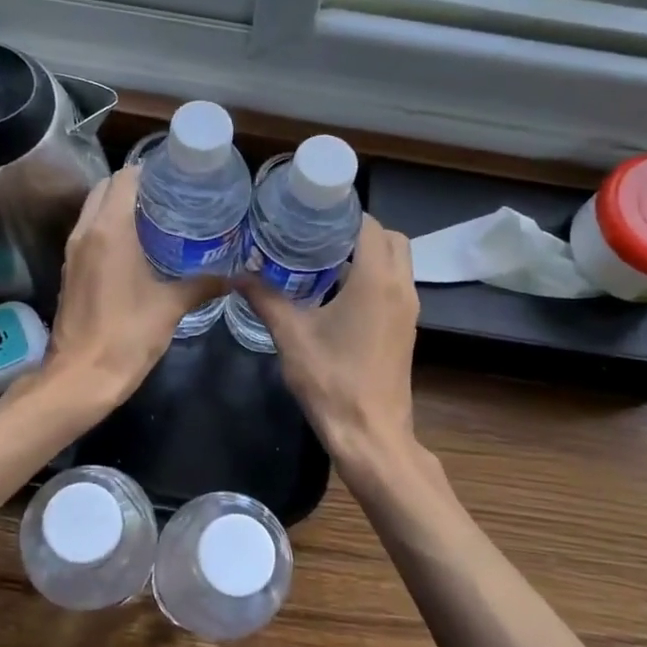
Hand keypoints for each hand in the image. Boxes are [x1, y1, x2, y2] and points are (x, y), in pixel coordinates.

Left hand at [41, 165, 224, 410]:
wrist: (80, 377)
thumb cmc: (126, 336)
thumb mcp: (171, 307)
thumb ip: (203, 285)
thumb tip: (236, 276)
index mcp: (109, 231)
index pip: (125, 179)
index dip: (150, 171)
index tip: (177, 176)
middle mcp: (86, 232)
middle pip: (105, 188)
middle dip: (134, 185)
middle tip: (171, 195)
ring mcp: (73, 252)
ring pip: (93, 210)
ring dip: (119, 206)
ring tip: (158, 216)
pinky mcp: (70, 270)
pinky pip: (89, 233)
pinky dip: (109, 227)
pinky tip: (138, 245)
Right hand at [242, 215, 419, 470]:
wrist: (371, 434)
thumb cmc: (332, 381)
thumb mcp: (291, 336)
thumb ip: (265, 299)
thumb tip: (237, 275)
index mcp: (376, 280)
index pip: (369, 225)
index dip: (343, 214)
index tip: (312, 212)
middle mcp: (400, 287)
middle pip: (391, 239)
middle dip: (359, 231)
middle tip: (318, 235)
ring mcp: (408, 310)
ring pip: (396, 263)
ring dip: (368, 254)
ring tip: (322, 258)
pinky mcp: (406, 328)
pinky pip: (394, 285)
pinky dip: (373, 276)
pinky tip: (336, 292)